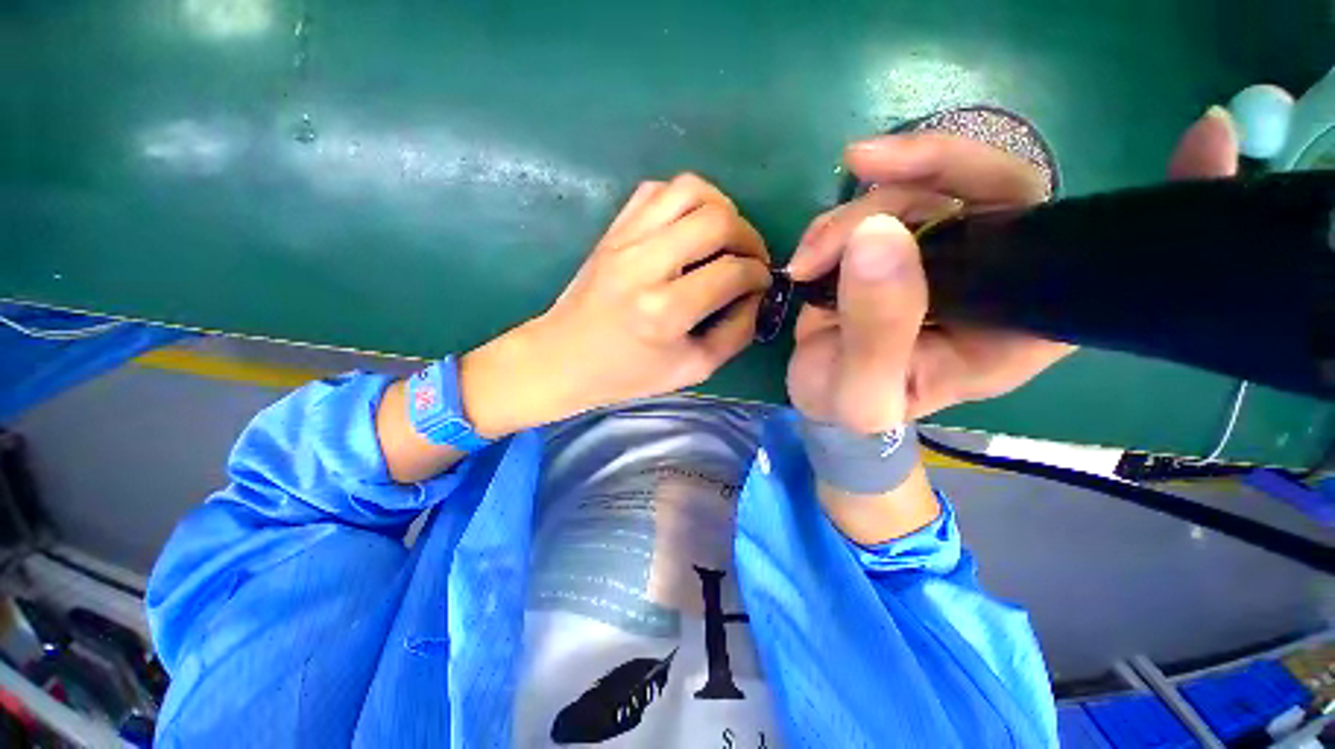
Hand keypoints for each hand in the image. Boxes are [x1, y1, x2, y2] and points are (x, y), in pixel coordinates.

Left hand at [459, 173, 770, 437]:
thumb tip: (756, 295)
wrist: (563, 357)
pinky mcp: (612, 230)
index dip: (758, 275)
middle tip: (751, 258)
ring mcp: (624, 240)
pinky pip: (656, 190)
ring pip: (689, 190)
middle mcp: (645, 265)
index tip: (762, 283)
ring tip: (725, 236)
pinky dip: (685, 200)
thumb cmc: (627, 374)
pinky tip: (689, 226)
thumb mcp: (692, 369)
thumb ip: (735, 333)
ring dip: (721, 207)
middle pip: (716, 220)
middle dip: (749, 236)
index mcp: (664, 311)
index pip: (731, 272)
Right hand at [785, 109, 1239, 432]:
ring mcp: (946, 256)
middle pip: (1001, 188)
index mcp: (1020, 326)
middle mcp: (999, 279)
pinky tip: (809, 252)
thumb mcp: (863, 392)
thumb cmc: (855, 413)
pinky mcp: (899, 248)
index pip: (1107, 264)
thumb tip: (876, 235)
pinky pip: (882, 205)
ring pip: (924, 191)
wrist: (822, 400)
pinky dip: (839, 219)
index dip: (1165, 204)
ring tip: (809, 258)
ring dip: (857, 209)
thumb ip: (877, 329)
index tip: (1209, 137)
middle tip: (864, 165)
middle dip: (931, 165)